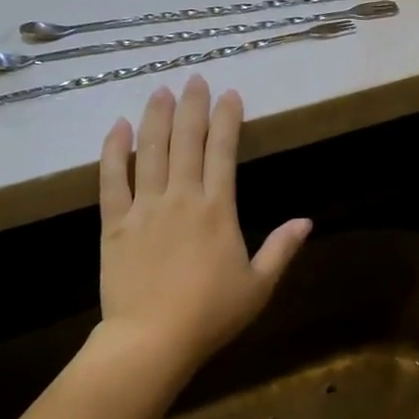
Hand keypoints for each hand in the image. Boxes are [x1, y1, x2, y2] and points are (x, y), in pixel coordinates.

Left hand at [97, 76, 311, 374]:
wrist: (152, 339)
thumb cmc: (211, 315)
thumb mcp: (259, 286)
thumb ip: (281, 249)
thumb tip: (306, 221)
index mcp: (218, 210)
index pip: (223, 152)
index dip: (228, 119)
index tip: (230, 94)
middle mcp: (181, 198)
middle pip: (186, 141)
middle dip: (192, 106)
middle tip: (195, 79)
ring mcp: (144, 207)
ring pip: (149, 151)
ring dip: (156, 117)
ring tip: (161, 90)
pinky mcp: (115, 223)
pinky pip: (111, 179)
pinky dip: (114, 151)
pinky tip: (117, 127)